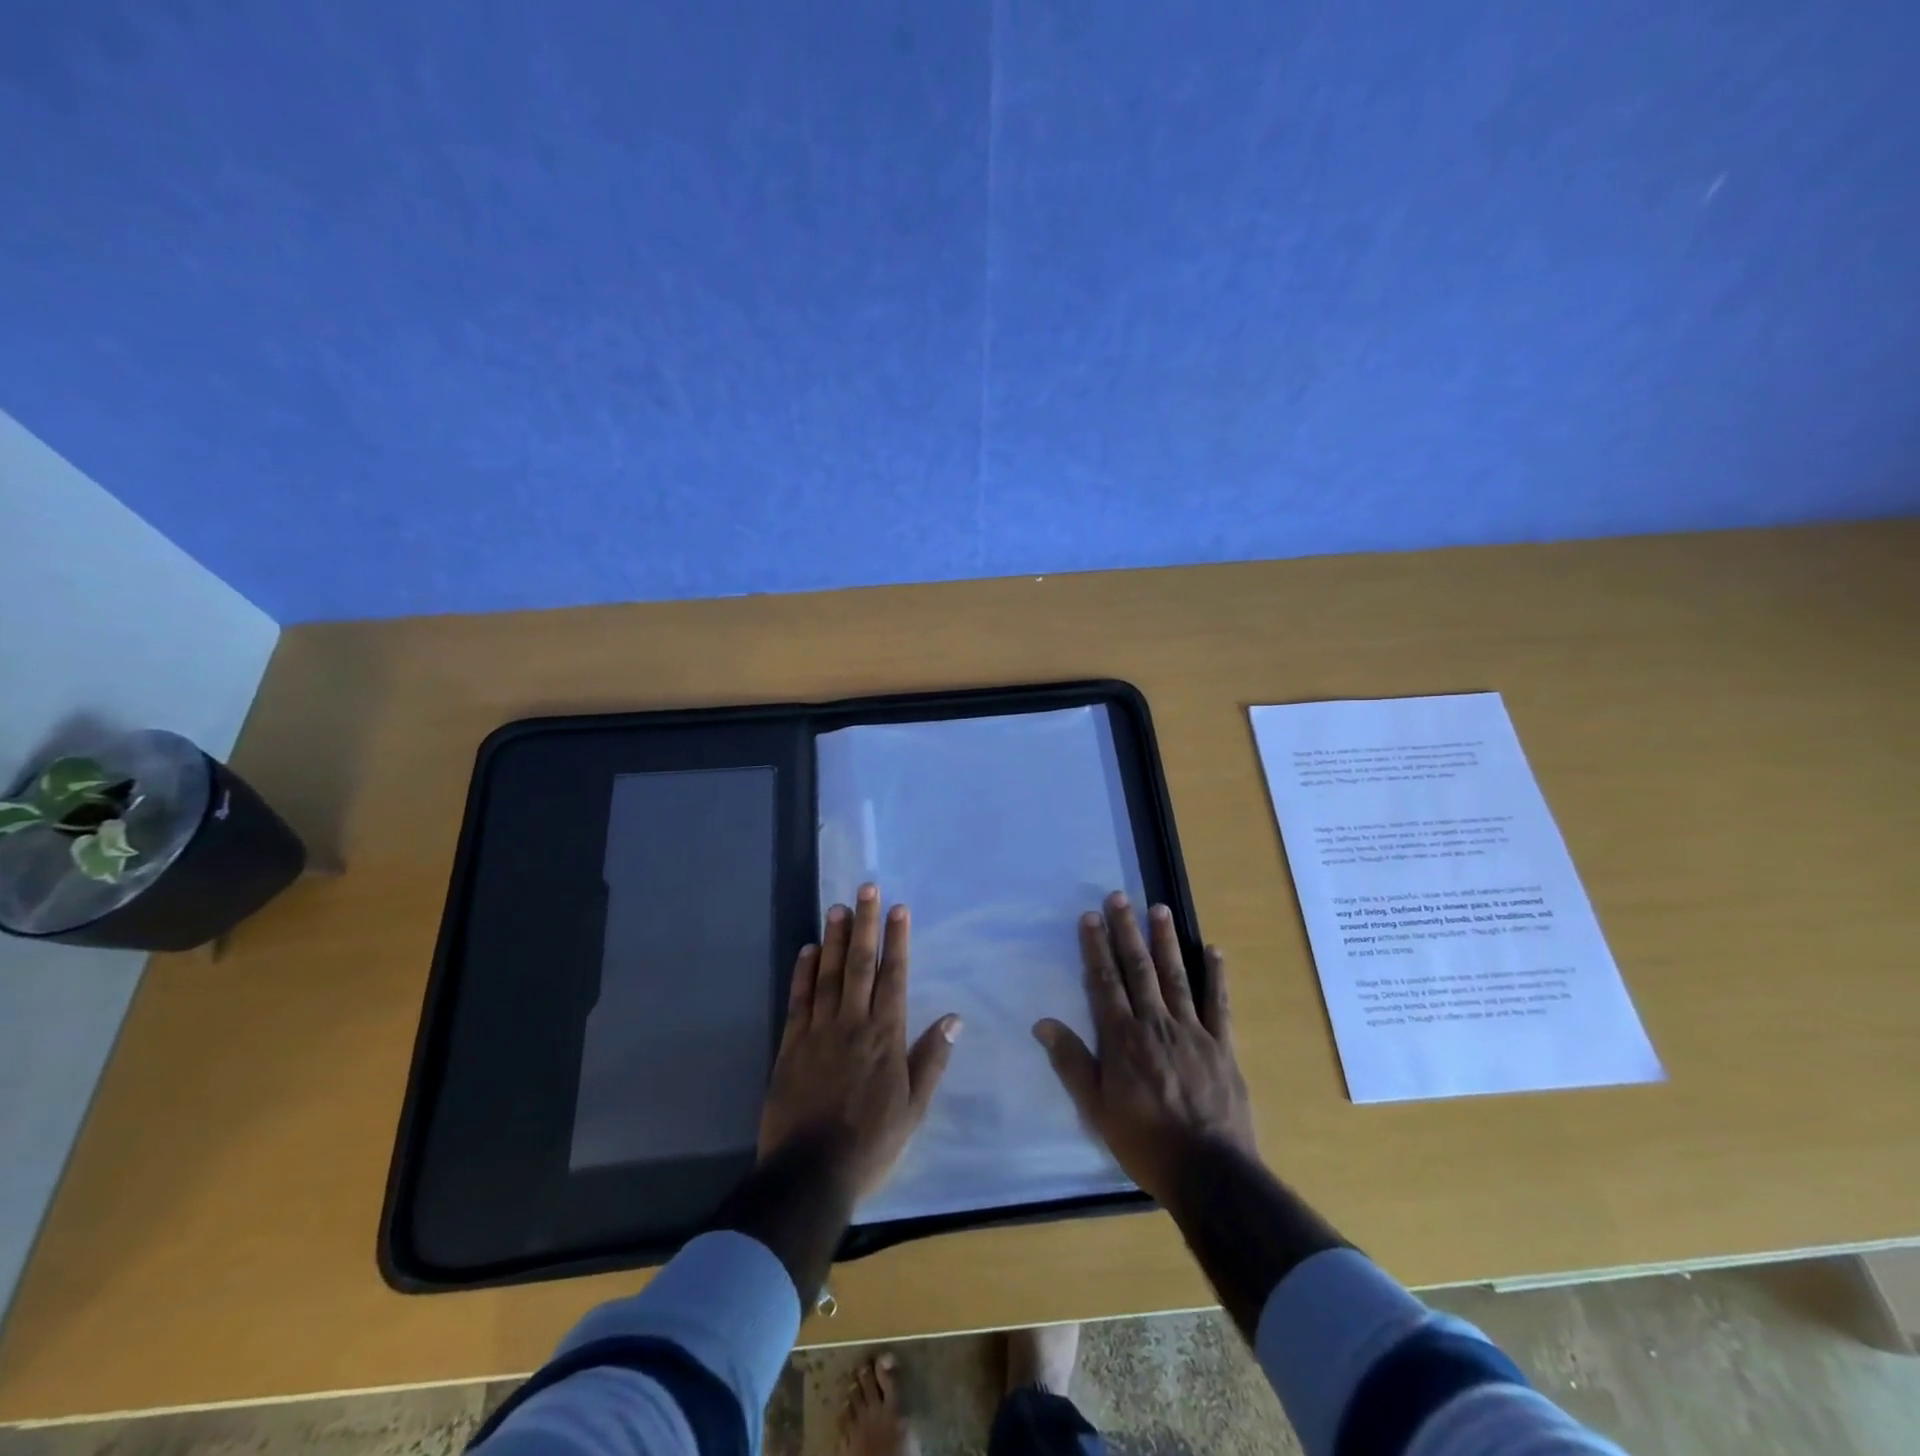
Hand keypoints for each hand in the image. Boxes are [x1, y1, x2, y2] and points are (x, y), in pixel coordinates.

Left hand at [759, 884, 961, 1202]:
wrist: (810, 1173)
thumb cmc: (871, 1142)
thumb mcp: (914, 1107)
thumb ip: (931, 1058)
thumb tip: (954, 1018)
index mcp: (886, 1036)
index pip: (894, 976)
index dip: (897, 940)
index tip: (899, 909)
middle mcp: (852, 1023)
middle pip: (860, 964)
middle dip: (865, 924)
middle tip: (867, 888)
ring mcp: (819, 1031)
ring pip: (829, 974)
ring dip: (834, 938)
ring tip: (838, 907)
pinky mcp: (791, 1045)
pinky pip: (799, 1000)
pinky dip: (804, 972)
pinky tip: (808, 949)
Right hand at [1033, 892, 1255, 1207]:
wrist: (1210, 1173)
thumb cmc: (1145, 1142)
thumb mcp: (1097, 1109)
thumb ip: (1071, 1063)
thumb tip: (1043, 1023)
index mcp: (1123, 1038)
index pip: (1105, 982)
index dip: (1096, 948)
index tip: (1090, 916)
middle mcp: (1155, 1024)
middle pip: (1138, 969)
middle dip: (1126, 931)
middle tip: (1119, 897)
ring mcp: (1192, 1031)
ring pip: (1175, 976)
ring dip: (1165, 940)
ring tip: (1159, 908)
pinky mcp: (1222, 1045)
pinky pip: (1219, 1003)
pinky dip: (1216, 975)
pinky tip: (1213, 950)